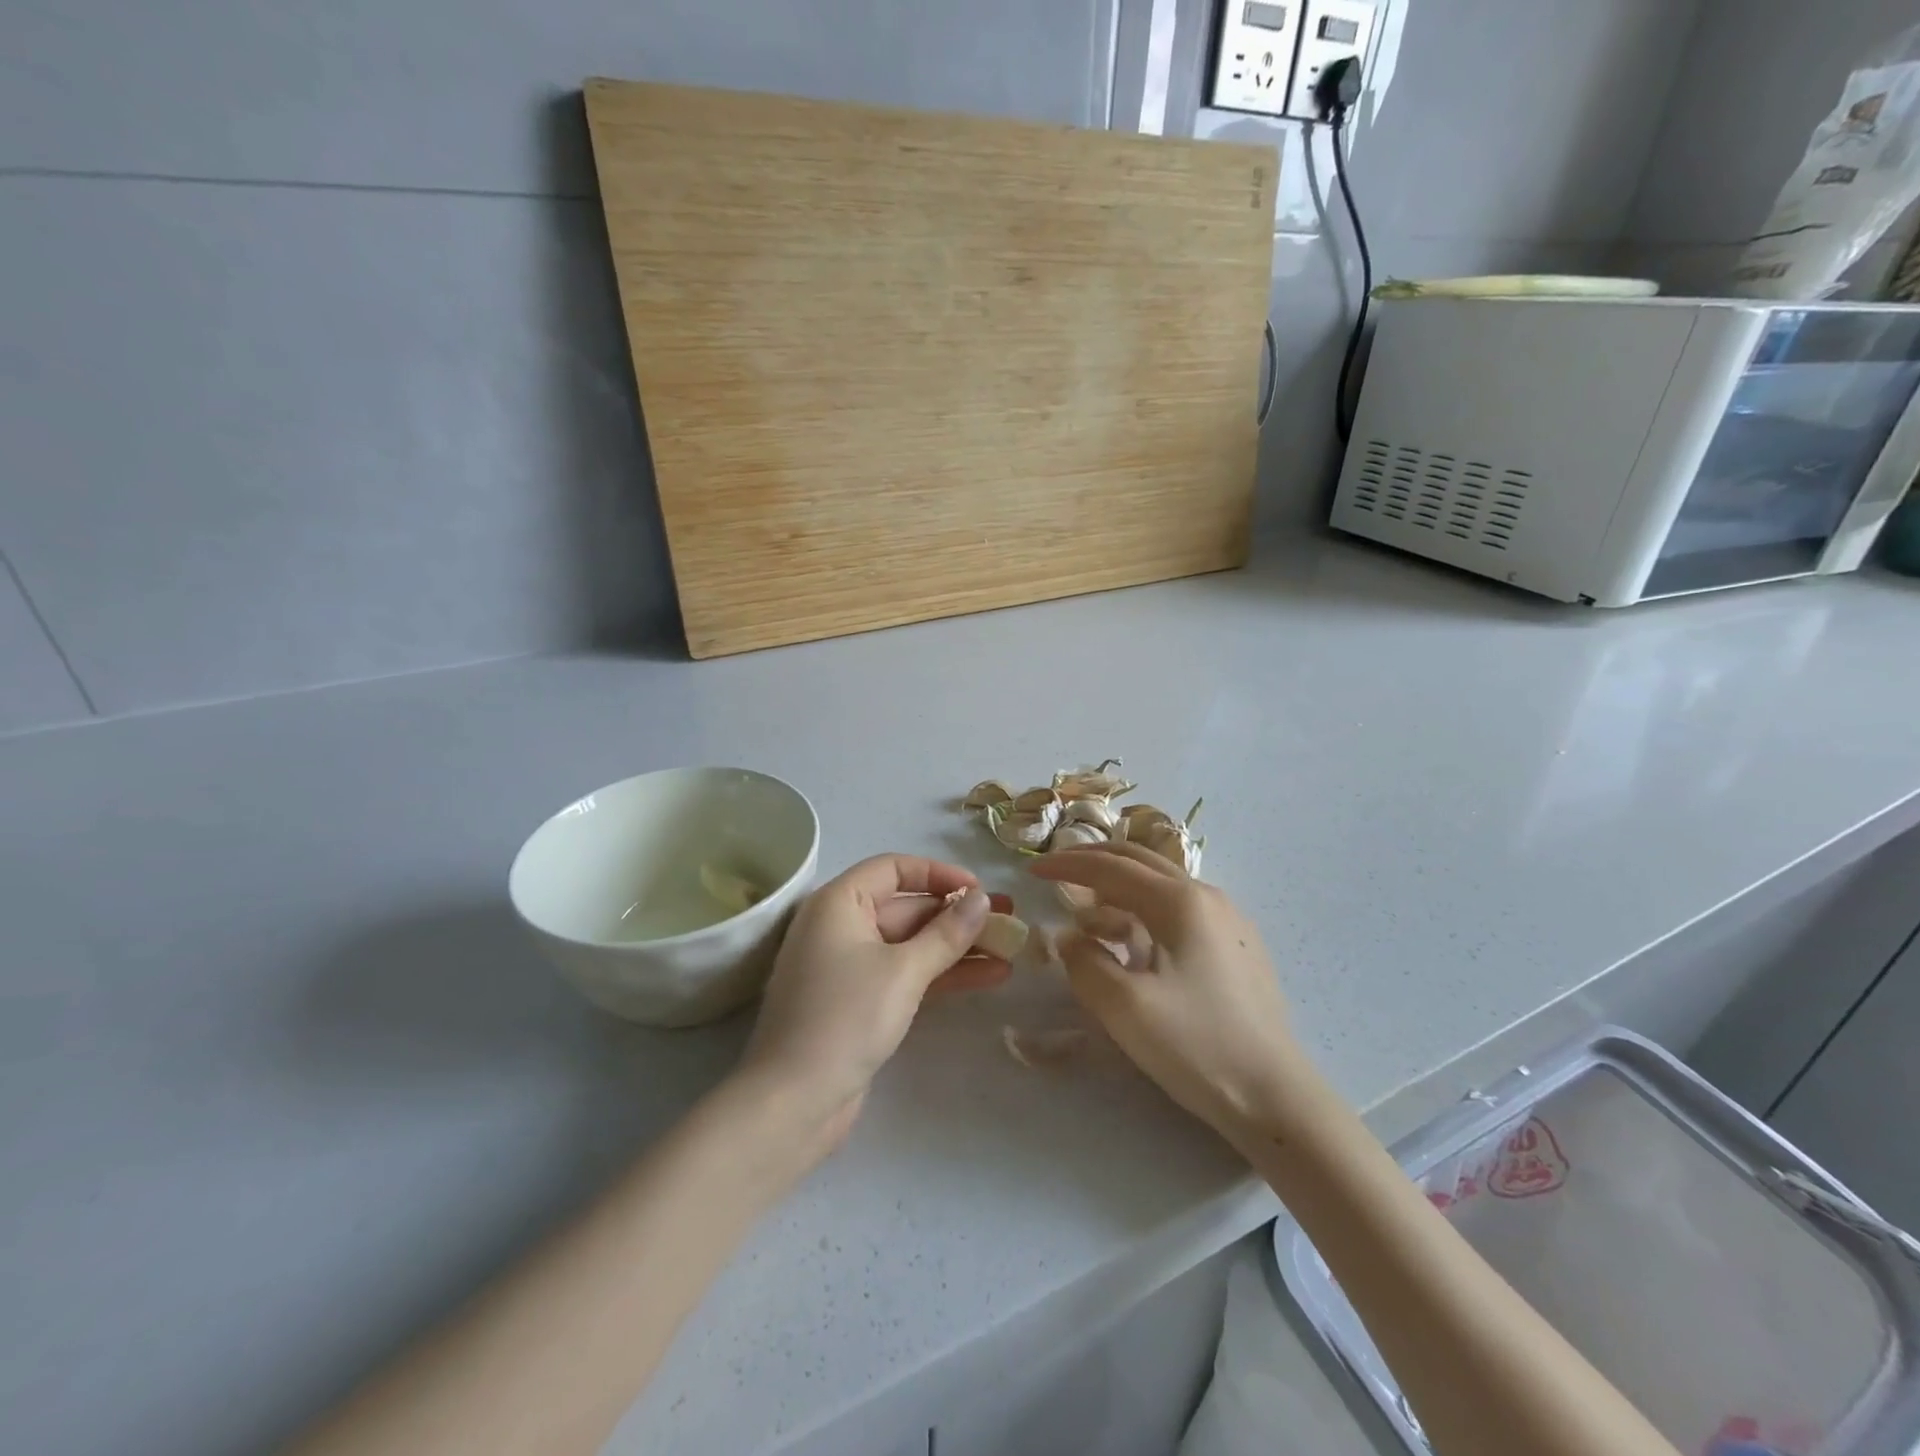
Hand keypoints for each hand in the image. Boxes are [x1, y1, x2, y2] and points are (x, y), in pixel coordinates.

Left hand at [735, 855, 1011, 1154]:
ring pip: (911, 944)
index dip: (938, 874)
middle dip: (957, 915)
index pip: (893, 868)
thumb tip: (982, 898)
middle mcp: (840, 926)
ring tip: (1010, 950)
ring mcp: (849, 966)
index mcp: (838, 903)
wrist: (793, 1102)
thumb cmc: (845, 1018)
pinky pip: (905, 974)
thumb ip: (946, 932)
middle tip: (1009, 921)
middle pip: (906, 907)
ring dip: (957, 947)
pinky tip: (987, 977)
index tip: (980, 890)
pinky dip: (941, 974)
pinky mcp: (859, 1001)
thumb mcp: (903, 971)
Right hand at [1029, 842, 1302, 1143]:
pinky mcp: (1238, 946)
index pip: (1111, 867)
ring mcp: (1228, 920)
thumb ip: (1084, 962)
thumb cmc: (1196, 1046)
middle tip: (1057, 872)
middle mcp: (1207, 897)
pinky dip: (1144, 911)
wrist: (1276, 1096)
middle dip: (1093, 862)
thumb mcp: (1123, 1007)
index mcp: (1180, 901)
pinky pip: (1180, 909)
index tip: (1032, 871)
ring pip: (1161, 885)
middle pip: (1139, 861)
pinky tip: (1133, 943)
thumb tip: (1070, 937)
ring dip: (1119, 889)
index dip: (1067, 865)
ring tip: (1088, 916)